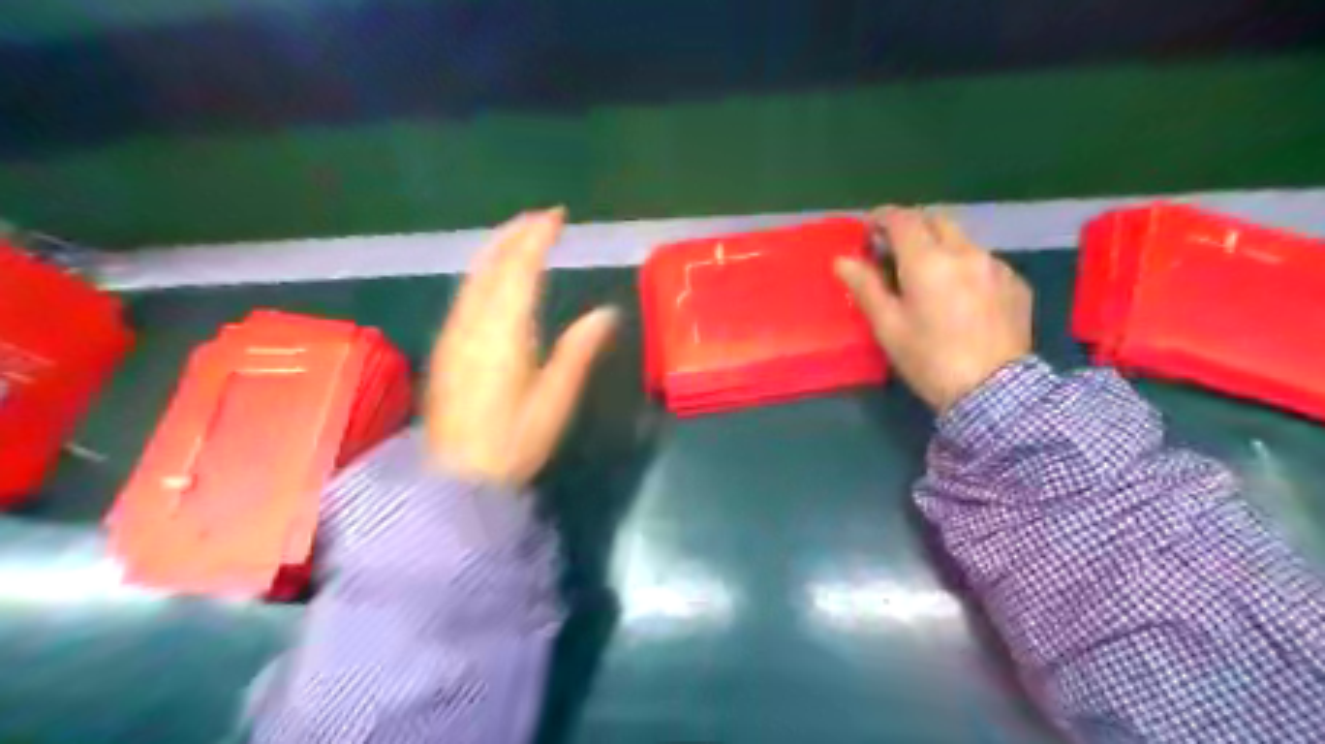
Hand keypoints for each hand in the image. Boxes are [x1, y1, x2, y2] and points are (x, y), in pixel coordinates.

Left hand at [428, 208, 618, 488]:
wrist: (455, 478)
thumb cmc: (513, 443)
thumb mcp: (555, 401)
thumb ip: (578, 352)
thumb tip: (607, 312)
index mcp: (504, 333)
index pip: (520, 270)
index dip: (537, 237)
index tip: (557, 216)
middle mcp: (472, 324)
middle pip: (491, 264)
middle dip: (515, 234)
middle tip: (541, 218)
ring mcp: (453, 334)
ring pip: (473, 276)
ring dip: (498, 249)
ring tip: (521, 236)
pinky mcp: (445, 346)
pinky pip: (465, 293)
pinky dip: (485, 271)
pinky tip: (496, 276)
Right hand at [836, 206, 1035, 416]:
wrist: (994, 392)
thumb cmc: (929, 359)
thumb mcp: (888, 327)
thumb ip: (865, 287)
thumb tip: (843, 260)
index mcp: (927, 261)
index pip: (902, 220)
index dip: (882, 218)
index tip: (869, 229)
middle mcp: (965, 252)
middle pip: (935, 221)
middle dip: (912, 228)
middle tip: (895, 251)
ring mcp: (995, 265)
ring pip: (962, 240)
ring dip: (940, 246)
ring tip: (928, 275)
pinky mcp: (1016, 283)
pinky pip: (984, 262)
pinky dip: (965, 267)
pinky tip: (960, 295)